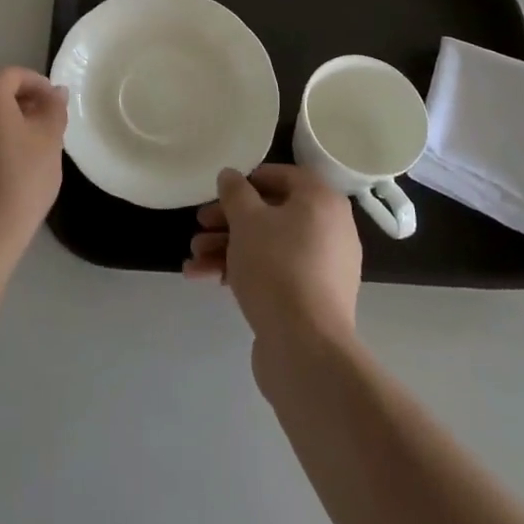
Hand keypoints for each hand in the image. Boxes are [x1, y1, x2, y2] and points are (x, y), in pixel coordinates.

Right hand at [185, 165, 361, 356]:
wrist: (305, 347)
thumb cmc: (277, 267)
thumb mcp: (247, 220)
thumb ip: (235, 192)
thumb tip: (230, 176)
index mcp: (322, 201)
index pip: (284, 176)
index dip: (248, 181)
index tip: (220, 193)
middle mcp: (330, 229)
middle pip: (272, 214)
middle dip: (229, 222)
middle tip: (199, 228)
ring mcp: (323, 267)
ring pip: (269, 246)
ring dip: (228, 248)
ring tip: (193, 261)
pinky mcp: (312, 299)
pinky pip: (277, 272)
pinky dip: (245, 271)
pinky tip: (207, 280)